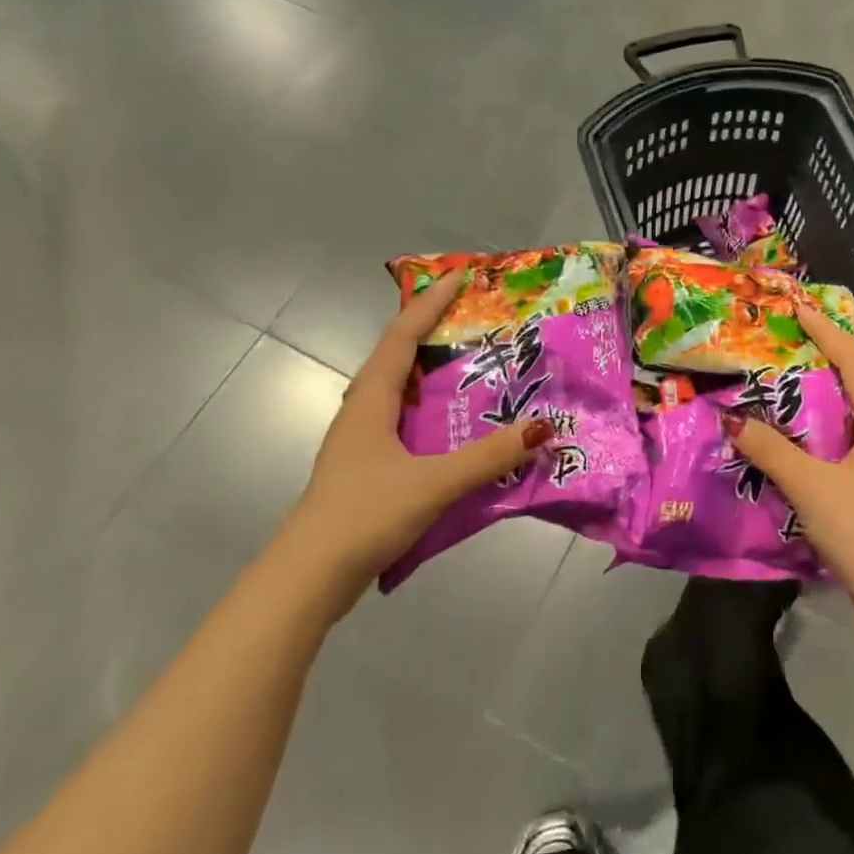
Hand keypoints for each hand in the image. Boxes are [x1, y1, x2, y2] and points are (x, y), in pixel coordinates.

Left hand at [280, 273, 550, 615]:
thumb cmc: (365, 514)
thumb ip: (488, 457)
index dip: (430, 303)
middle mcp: (362, 410)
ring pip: (398, 389)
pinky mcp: (366, 466)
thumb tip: (543, 427)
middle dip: (432, 330)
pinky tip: (452, 424)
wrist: (310, 577)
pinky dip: (428, 408)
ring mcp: (361, 440)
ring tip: (470, 363)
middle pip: (397, 356)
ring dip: (429, 370)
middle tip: (474, 318)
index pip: (402, 336)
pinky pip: (403, 419)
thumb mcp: (433, 483)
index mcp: (371, 400)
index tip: (459, 276)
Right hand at [725, 302, 853, 606]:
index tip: (798, 310)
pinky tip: (800, 430)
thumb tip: (733, 420)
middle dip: (824, 358)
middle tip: (786, 341)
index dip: (826, 333)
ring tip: (787, 378)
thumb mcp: (810, 486)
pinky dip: (826, 423)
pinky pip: (853, 434)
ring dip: (824, 393)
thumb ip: (770, 450)